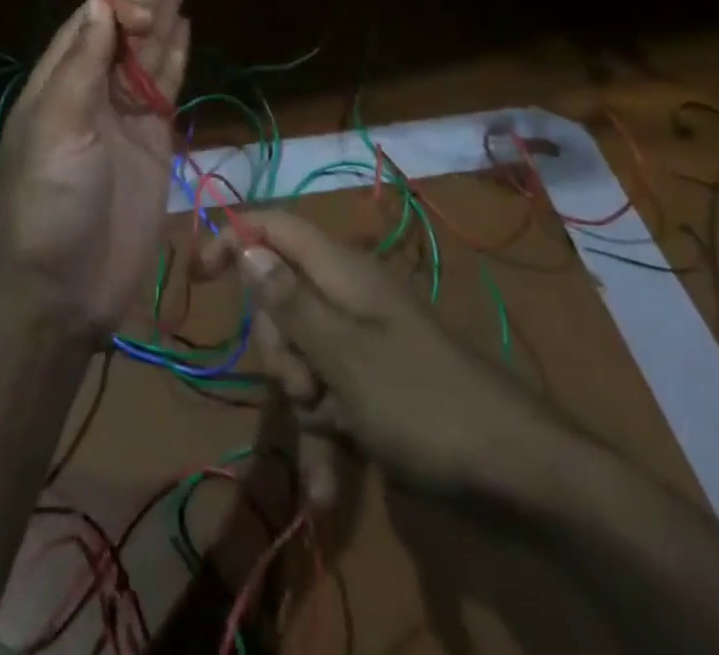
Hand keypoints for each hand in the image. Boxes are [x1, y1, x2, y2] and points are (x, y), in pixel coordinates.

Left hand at [0, 0, 191, 341]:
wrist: (64, 289)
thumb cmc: (50, 206)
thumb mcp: (57, 130)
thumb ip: (82, 68)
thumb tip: (102, 7)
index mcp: (60, 83)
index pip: (92, 23)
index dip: (120, 4)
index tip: (145, 10)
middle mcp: (94, 91)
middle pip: (128, 27)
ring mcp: (126, 116)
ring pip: (152, 50)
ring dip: (169, 11)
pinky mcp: (154, 141)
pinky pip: (168, 86)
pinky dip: (177, 55)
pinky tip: (186, 26)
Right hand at [200, 209, 560, 506]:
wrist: (521, 476)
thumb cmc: (423, 403)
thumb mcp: (343, 355)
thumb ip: (290, 300)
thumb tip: (246, 245)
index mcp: (342, 273)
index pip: (273, 227)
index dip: (233, 240)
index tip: (198, 278)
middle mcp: (349, 299)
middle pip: (281, 301)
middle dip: (279, 350)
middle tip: (303, 386)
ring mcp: (364, 347)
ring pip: (303, 359)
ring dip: (303, 408)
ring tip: (331, 444)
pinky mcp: (376, 391)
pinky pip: (331, 402)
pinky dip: (326, 439)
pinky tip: (330, 490)